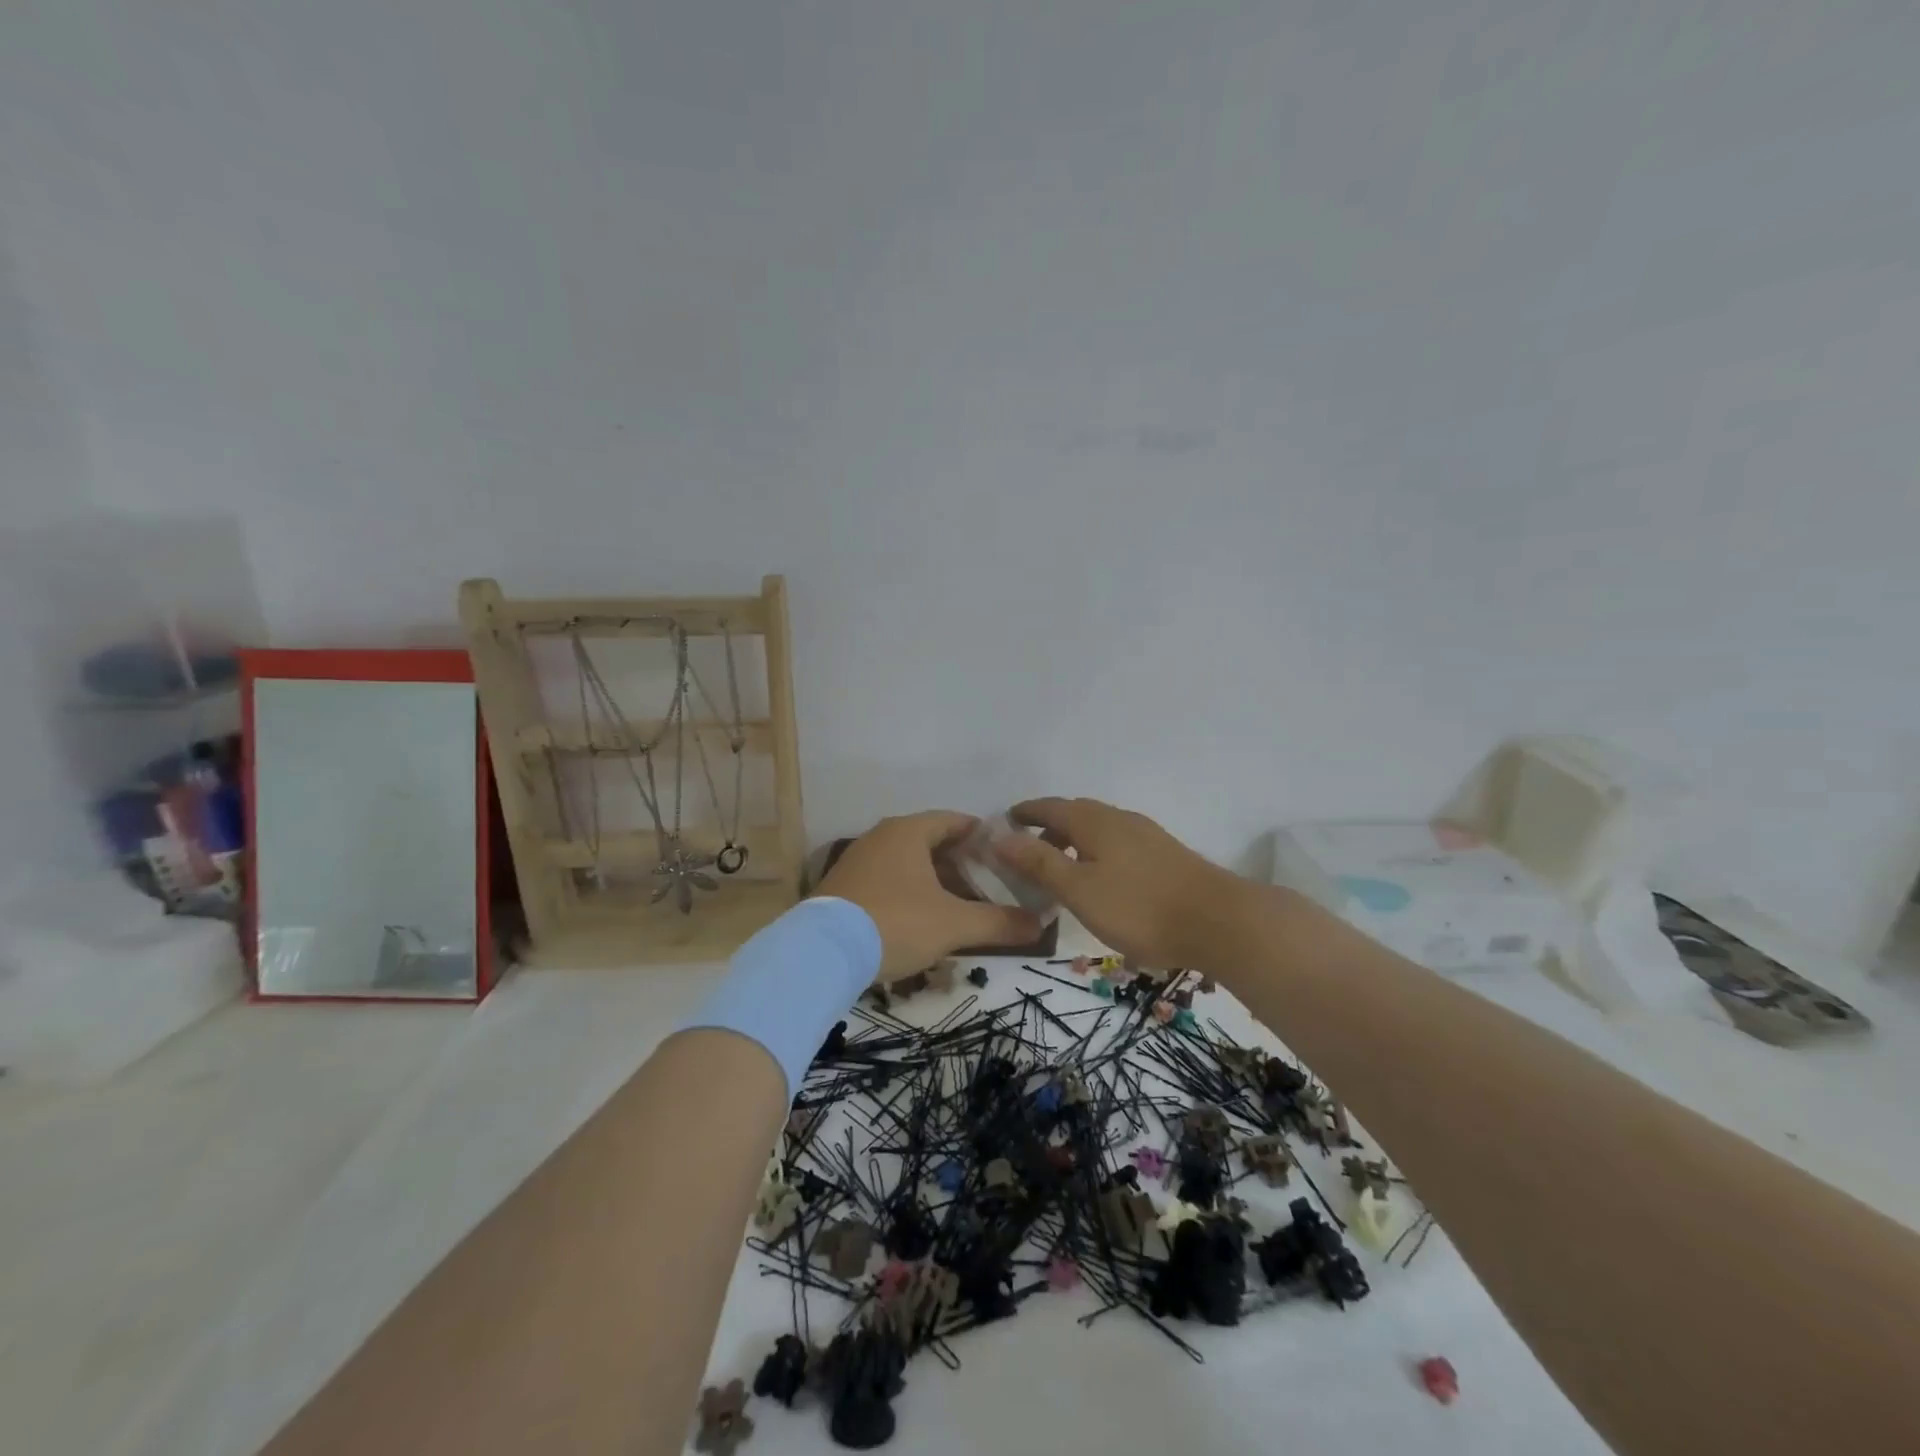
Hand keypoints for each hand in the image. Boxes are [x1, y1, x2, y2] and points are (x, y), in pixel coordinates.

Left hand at [814, 811, 1041, 979]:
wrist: (821, 953)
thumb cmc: (895, 923)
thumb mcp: (953, 924)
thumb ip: (999, 923)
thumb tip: (1041, 925)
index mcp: (908, 832)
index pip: (954, 821)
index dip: (982, 836)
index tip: (1005, 854)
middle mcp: (881, 836)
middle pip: (931, 841)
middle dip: (961, 863)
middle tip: (988, 885)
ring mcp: (858, 860)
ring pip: (908, 863)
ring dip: (935, 880)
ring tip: (959, 905)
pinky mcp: (843, 886)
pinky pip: (887, 879)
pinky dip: (910, 891)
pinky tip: (921, 919)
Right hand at [995, 797, 1245, 968]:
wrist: (1220, 922)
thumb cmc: (1139, 907)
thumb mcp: (1079, 889)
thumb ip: (1039, 862)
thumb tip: (999, 836)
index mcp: (1094, 821)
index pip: (1050, 806)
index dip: (1025, 812)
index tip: (1005, 821)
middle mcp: (1119, 819)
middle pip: (1075, 815)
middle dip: (1048, 827)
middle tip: (1027, 851)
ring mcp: (1146, 836)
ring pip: (1098, 831)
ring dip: (1073, 842)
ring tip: (1060, 870)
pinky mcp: (1165, 856)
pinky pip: (1117, 845)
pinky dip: (1096, 854)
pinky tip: (1101, 881)